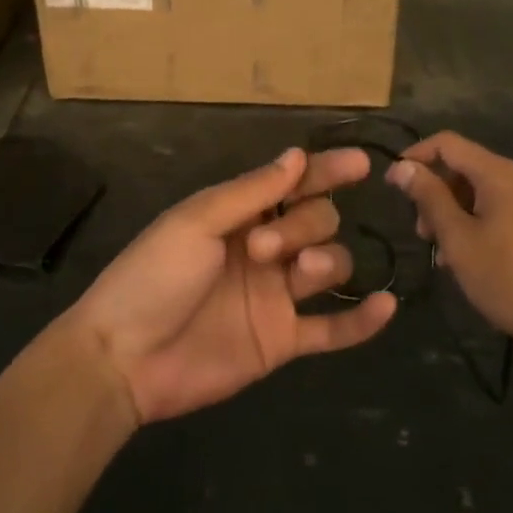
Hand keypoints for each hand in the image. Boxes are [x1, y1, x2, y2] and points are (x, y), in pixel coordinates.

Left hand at [68, 147, 397, 423]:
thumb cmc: (153, 276)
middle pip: (316, 222)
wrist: (126, 357)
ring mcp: (275, 296)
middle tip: (262, 248)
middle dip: (303, 225)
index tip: (360, 163)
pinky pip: (332, 329)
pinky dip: (361, 321)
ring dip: (326, 263)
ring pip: (329, 266)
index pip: (294, 185)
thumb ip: (252, 192)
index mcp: (239, 215)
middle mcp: (264, 250)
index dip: (326, 171)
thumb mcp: (197, 222)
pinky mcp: (282, 340)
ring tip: (299, 274)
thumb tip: (298, 155)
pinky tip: (386, 306)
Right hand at [385, 131, 512, 344]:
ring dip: (450, 210)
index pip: (446, 143)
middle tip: (420, 231)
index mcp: (497, 173)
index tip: (392, 185)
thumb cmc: (507, 276)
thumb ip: (429, 197)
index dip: (415, 157)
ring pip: (477, 189)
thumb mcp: (458, 237)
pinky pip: (494, 207)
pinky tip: (464, 255)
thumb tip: (402, 166)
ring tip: (440, 250)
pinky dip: (472, 220)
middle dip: (433, 191)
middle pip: (462, 166)